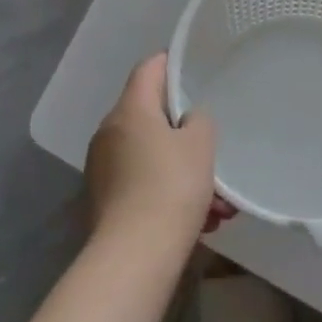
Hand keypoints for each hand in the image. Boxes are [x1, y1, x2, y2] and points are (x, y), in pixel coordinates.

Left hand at [85, 54, 220, 247]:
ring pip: (151, 155)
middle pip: (151, 115)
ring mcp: (103, 167)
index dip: (173, 63)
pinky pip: (143, 182)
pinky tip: (201, 221)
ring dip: (184, 170)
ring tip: (218, 203)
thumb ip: (199, 120)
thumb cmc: (170, 187)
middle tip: (214, 148)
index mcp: (130, 109)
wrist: (134, 257)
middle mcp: (109, 131)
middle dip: (186, 133)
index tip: (196, 69)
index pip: (150, 68)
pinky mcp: (104, 200)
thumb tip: (186, 121)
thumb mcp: (200, 144)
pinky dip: (169, 192)